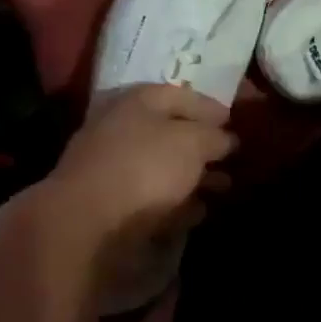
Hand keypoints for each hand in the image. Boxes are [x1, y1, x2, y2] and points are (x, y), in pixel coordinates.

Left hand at [42, 84, 236, 295]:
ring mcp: (113, 171)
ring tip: (224, 188)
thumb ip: (214, 137)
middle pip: (169, 133)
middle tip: (233, 158)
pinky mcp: (112, 208)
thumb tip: (227, 139)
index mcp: (135, 102)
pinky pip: (153, 200)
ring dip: (193, 178)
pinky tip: (199, 212)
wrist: (87, 226)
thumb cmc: (144, 168)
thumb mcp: (191, 142)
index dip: (209, 106)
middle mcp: (121, 130)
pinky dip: (176, 204)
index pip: (179, 95)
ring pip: (162, 169)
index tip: (233, 121)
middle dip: (203, 146)